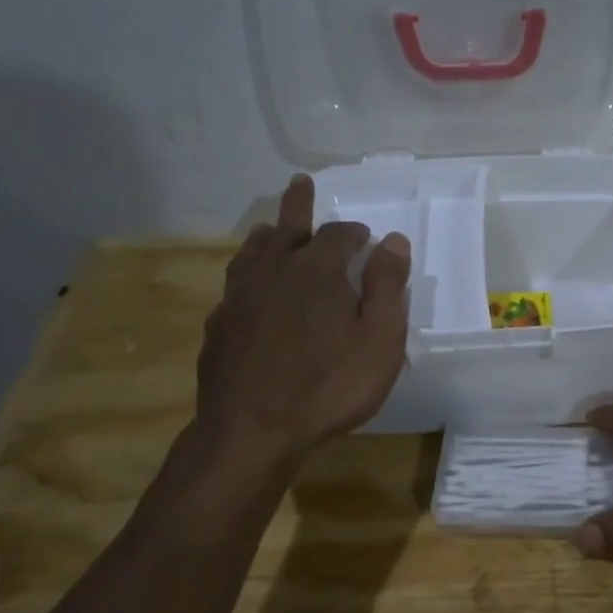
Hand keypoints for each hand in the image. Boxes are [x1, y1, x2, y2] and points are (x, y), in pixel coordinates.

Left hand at [193, 174, 410, 458]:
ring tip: (270, 230)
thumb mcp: (380, 339)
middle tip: (300, 184)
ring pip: (252, 252)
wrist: (253, 429)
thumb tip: (393, 241)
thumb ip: (387, 286)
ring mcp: (240, 297)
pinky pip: (234, 287)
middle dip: (298, 204)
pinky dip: (246, 276)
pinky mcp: (219, 325)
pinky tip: (248, 291)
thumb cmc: (329, 385)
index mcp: (317, 270)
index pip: (338, 234)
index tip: (365, 238)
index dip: (354, 232)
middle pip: (287, 227)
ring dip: (266, 236)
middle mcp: (274, 271)